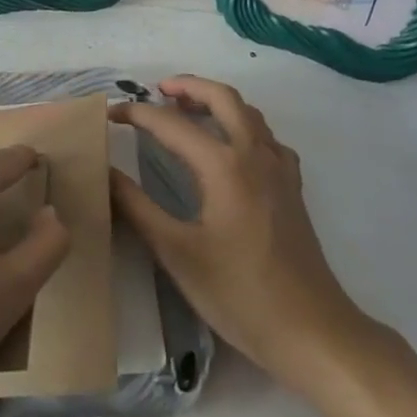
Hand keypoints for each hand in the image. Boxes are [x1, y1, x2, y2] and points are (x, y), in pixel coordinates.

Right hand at [112, 76, 370, 388]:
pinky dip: (243, 126)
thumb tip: (104, 172)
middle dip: (188, 86)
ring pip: (249, 113)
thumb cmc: (239, 293)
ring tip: (187, 110)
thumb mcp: (177, 252)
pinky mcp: (292, 188)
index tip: (109, 114)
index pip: (171, 124)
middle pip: (223, 97)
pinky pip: (266, 137)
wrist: (312, 331)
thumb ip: (136, 207)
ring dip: (216, 101)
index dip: (137, 114)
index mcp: (223, 165)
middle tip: (156, 91)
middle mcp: (254, 154)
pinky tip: (230, 148)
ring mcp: (279, 169)